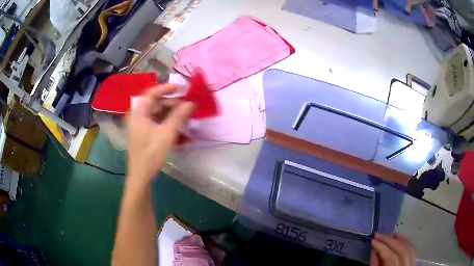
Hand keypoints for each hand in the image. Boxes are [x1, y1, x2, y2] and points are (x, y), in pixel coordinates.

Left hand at [127, 84, 193, 183]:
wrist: (141, 176)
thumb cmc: (151, 154)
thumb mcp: (166, 134)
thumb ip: (179, 116)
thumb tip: (192, 103)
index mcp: (139, 113)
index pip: (152, 93)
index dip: (167, 88)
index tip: (182, 88)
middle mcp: (138, 116)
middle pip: (156, 103)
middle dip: (172, 103)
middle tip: (188, 106)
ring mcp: (141, 126)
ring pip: (158, 113)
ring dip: (172, 113)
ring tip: (186, 116)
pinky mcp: (145, 134)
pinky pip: (157, 122)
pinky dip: (168, 122)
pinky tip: (179, 126)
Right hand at [371, 233, 416, 265]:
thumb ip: (375, 265)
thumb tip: (375, 248)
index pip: (391, 258)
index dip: (383, 248)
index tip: (373, 240)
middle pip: (402, 251)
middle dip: (390, 241)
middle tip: (379, 234)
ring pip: (410, 249)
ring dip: (401, 240)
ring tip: (390, 235)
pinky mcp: (414, 265)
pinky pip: (413, 251)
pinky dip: (407, 244)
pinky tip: (401, 240)